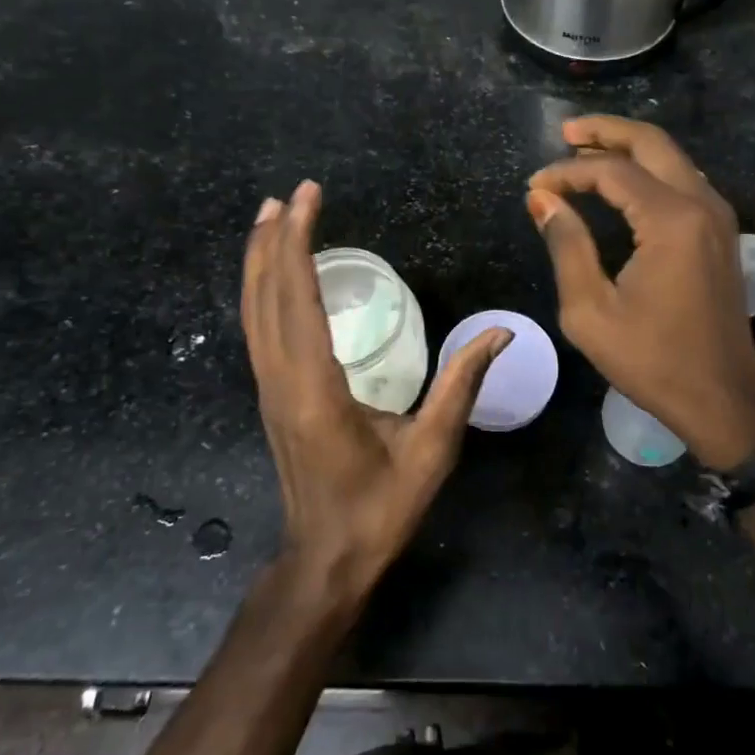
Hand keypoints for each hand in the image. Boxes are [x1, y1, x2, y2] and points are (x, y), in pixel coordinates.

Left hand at [242, 180, 511, 605]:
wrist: (326, 560)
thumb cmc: (380, 508)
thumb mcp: (431, 449)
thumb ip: (461, 385)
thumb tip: (501, 332)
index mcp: (315, 389)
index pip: (298, 301)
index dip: (298, 244)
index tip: (305, 198)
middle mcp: (281, 380)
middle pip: (266, 297)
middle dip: (275, 240)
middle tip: (289, 193)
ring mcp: (269, 388)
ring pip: (254, 311)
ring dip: (260, 260)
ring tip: (270, 215)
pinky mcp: (271, 394)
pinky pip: (258, 328)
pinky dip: (261, 289)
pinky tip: (274, 271)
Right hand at [527, 117, 754, 470]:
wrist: (723, 396)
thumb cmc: (652, 359)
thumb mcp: (591, 310)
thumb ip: (566, 245)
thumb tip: (542, 200)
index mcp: (671, 221)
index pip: (612, 172)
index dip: (567, 172)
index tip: (535, 187)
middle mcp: (701, 203)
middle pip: (651, 142)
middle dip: (605, 131)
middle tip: (566, 132)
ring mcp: (717, 214)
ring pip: (671, 156)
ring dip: (628, 146)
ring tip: (584, 150)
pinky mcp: (721, 230)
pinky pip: (683, 177)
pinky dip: (649, 168)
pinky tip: (620, 180)